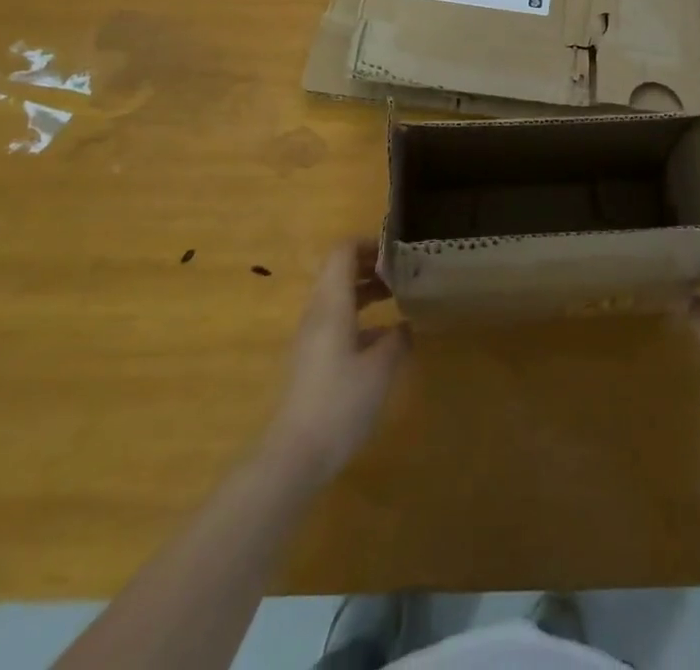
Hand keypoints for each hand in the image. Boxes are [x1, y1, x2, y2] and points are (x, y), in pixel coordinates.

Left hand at [265, 242, 408, 487]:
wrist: (294, 456)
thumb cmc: (340, 402)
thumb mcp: (381, 367)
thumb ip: (397, 339)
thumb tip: (405, 325)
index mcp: (332, 303)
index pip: (343, 252)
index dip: (369, 243)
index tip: (397, 251)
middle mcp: (317, 312)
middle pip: (338, 271)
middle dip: (370, 265)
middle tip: (402, 271)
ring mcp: (310, 337)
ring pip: (337, 296)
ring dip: (364, 290)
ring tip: (396, 296)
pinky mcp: (310, 359)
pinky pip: (334, 320)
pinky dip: (358, 316)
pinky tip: (382, 338)